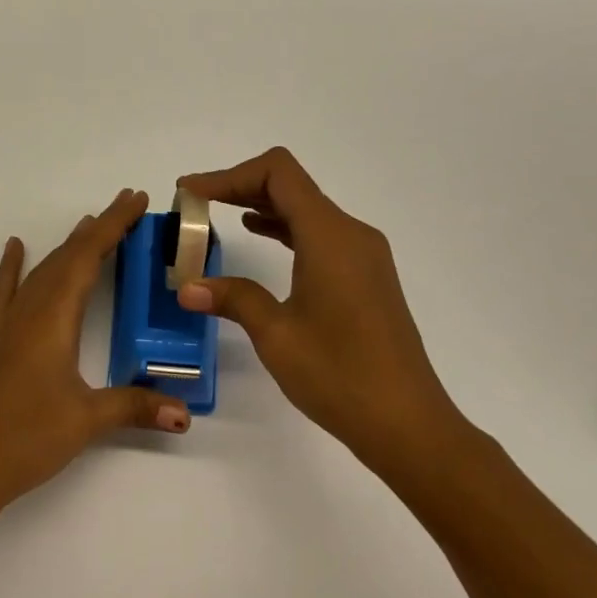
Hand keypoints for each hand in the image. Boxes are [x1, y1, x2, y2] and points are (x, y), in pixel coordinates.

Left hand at [0, 189, 190, 533]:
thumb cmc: (24, 439)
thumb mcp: (86, 421)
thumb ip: (135, 407)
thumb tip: (185, 411)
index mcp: (52, 319)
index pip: (87, 258)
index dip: (114, 226)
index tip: (136, 199)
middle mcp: (28, 312)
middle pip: (65, 257)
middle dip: (97, 229)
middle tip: (127, 206)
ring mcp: (6, 326)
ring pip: (41, 271)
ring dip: (66, 246)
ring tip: (89, 224)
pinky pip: (6, 293)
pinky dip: (12, 267)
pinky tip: (13, 248)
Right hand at [177, 148, 465, 467]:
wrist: (408, 424)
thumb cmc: (340, 376)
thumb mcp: (276, 335)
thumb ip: (234, 298)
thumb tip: (188, 287)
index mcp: (330, 236)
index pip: (278, 174)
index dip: (230, 175)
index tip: (192, 193)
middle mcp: (351, 233)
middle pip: (291, 185)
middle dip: (240, 186)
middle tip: (196, 205)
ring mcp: (363, 254)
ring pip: (306, 208)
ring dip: (261, 205)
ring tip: (217, 218)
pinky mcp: (366, 275)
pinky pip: (319, 233)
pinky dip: (284, 227)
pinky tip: (258, 237)